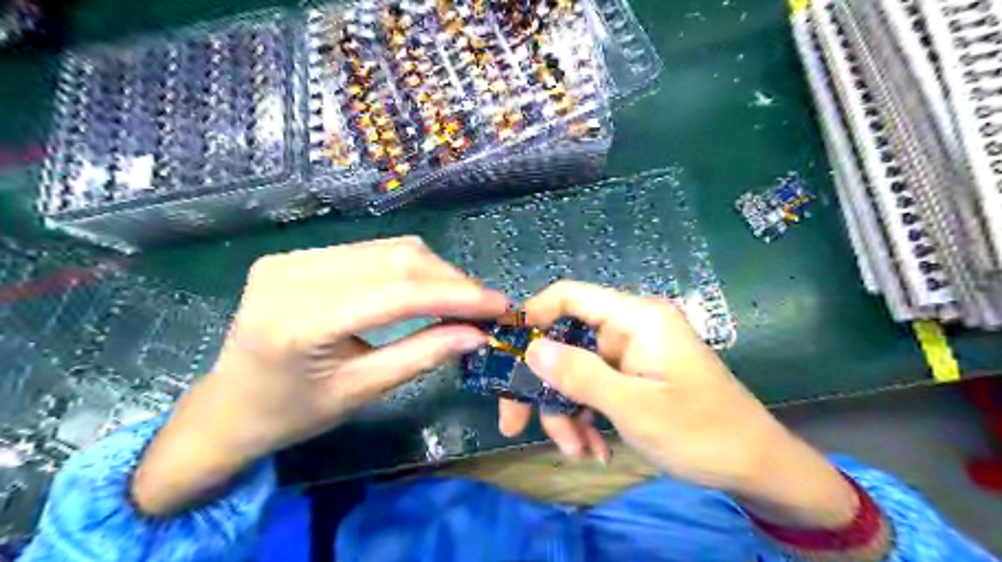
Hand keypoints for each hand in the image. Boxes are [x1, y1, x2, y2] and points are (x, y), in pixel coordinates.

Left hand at [129, 236, 509, 513]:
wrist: (227, 408)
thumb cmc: (292, 414)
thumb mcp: (362, 391)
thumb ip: (422, 355)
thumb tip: (477, 334)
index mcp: (298, 322)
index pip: (396, 294)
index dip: (456, 296)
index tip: (499, 305)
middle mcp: (290, 275)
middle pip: (395, 259)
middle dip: (450, 280)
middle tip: (484, 305)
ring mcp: (291, 258)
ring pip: (387, 248)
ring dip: (434, 271)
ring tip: (461, 298)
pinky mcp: (297, 255)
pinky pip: (370, 251)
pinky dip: (408, 268)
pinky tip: (425, 288)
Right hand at [504, 283, 855, 529]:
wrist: (756, 468)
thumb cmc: (701, 432)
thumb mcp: (633, 407)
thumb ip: (580, 375)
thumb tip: (531, 348)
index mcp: (636, 318)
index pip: (571, 296)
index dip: (533, 315)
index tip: (507, 352)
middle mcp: (630, 329)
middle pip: (567, 342)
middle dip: (544, 386)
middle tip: (515, 424)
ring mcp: (631, 355)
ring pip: (577, 372)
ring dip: (568, 411)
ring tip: (577, 451)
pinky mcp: (633, 377)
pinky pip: (595, 388)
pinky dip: (587, 417)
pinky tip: (594, 448)